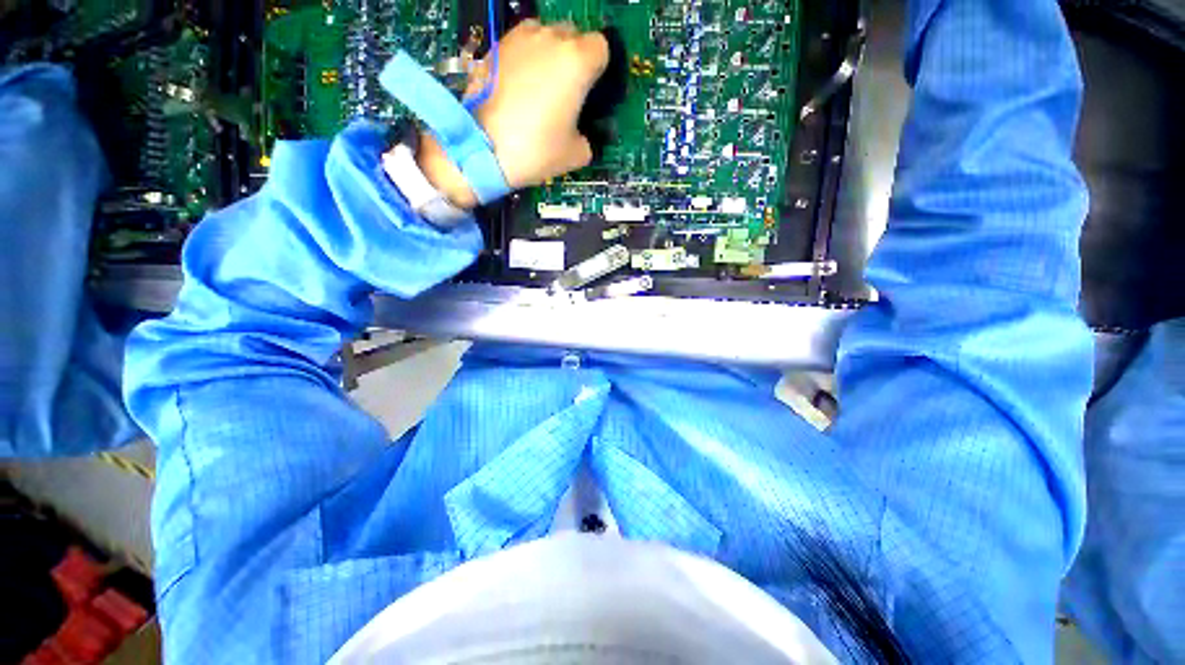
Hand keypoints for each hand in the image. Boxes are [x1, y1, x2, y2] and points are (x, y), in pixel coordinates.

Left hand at [403, 20, 609, 208]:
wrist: (483, 149)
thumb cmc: (535, 150)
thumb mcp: (576, 154)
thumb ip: (589, 137)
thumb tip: (584, 133)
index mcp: (576, 62)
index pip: (601, 47)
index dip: (599, 69)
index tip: (592, 90)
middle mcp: (550, 39)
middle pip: (574, 35)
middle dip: (576, 58)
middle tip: (569, 91)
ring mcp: (520, 38)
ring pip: (546, 34)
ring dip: (550, 54)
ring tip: (542, 86)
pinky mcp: (496, 46)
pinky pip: (521, 44)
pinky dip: (526, 58)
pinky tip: (520, 86)